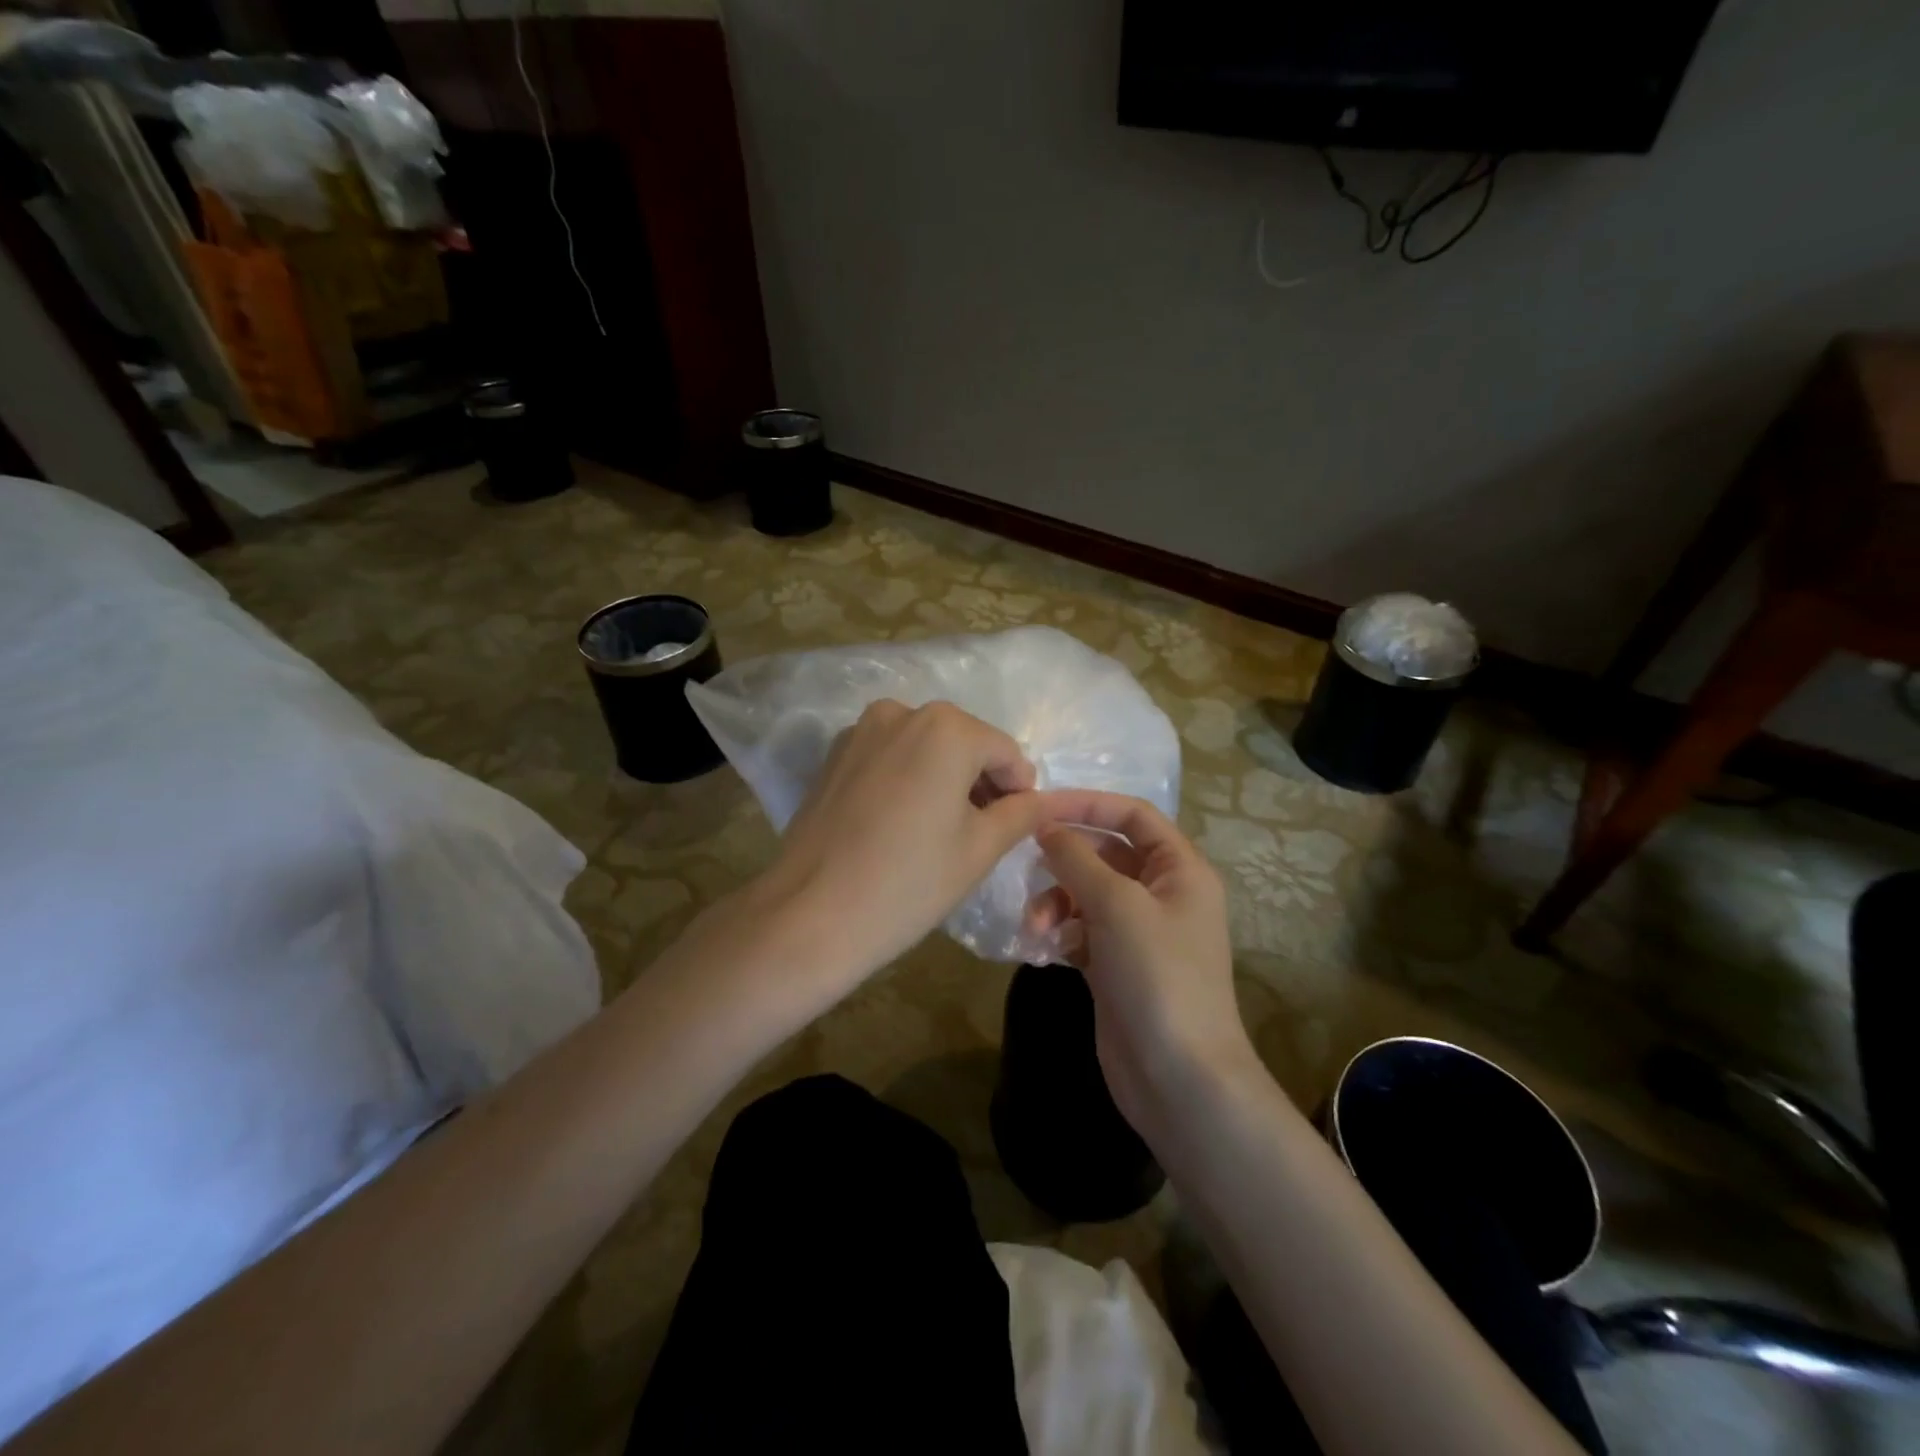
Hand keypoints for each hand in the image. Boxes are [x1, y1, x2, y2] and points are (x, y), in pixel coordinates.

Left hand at [749, 699, 1043, 997]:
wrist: (809, 914)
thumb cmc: (908, 882)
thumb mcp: (979, 849)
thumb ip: (1020, 813)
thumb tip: (1043, 800)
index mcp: (946, 727)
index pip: (1005, 752)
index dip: (1019, 790)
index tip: (1015, 827)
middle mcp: (901, 712)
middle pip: (963, 743)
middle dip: (980, 781)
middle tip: (981, 833)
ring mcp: (859, 731)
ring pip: (923, 748)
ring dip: (942, 778)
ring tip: (939, 831)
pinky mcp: (833, 756)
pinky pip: (889, 758)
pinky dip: (906, 779)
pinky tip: (899, 825)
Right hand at [1027, 791, 1255, 1136]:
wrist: (1179, 1078)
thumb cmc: (1157, 976)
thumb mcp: (1117, 906)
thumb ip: (1077, 858)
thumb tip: (1046, 825)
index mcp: (1180, 870)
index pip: (1134, 815)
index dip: (1089, 804)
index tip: (1040, 807)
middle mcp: (1162, 894)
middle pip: (1105, 853)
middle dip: (1064, 860)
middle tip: (1023, 864)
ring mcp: (1139, 932)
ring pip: (1087, 894)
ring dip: (1056, 902)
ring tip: (1035, 928)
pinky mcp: (1116, 965)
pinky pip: (1081, 930)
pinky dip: (1060, 933)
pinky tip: (1044, 950)